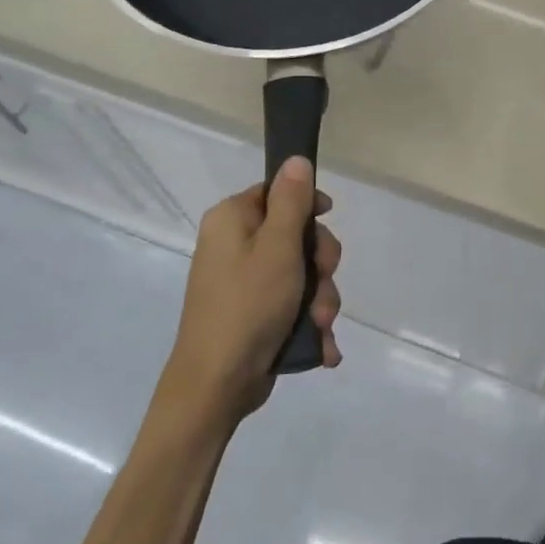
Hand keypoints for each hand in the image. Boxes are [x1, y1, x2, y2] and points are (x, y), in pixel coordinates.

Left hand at [156, 156, 343, 428]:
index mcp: (232, 220)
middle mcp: (234, 245)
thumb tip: (296, 159)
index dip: (308, 206)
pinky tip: (321, 345)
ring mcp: (244, 281)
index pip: (278, 192)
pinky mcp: (254, 313)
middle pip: (296, 234)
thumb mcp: (278, 247)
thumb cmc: (248, 305)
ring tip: (320, 325)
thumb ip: (292, 201)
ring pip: (301, 273)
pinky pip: (292, 303)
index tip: (327, 221)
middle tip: (323, 283)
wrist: (216, 384)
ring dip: (320, 298)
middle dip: (320, 264)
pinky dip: (309, 321)